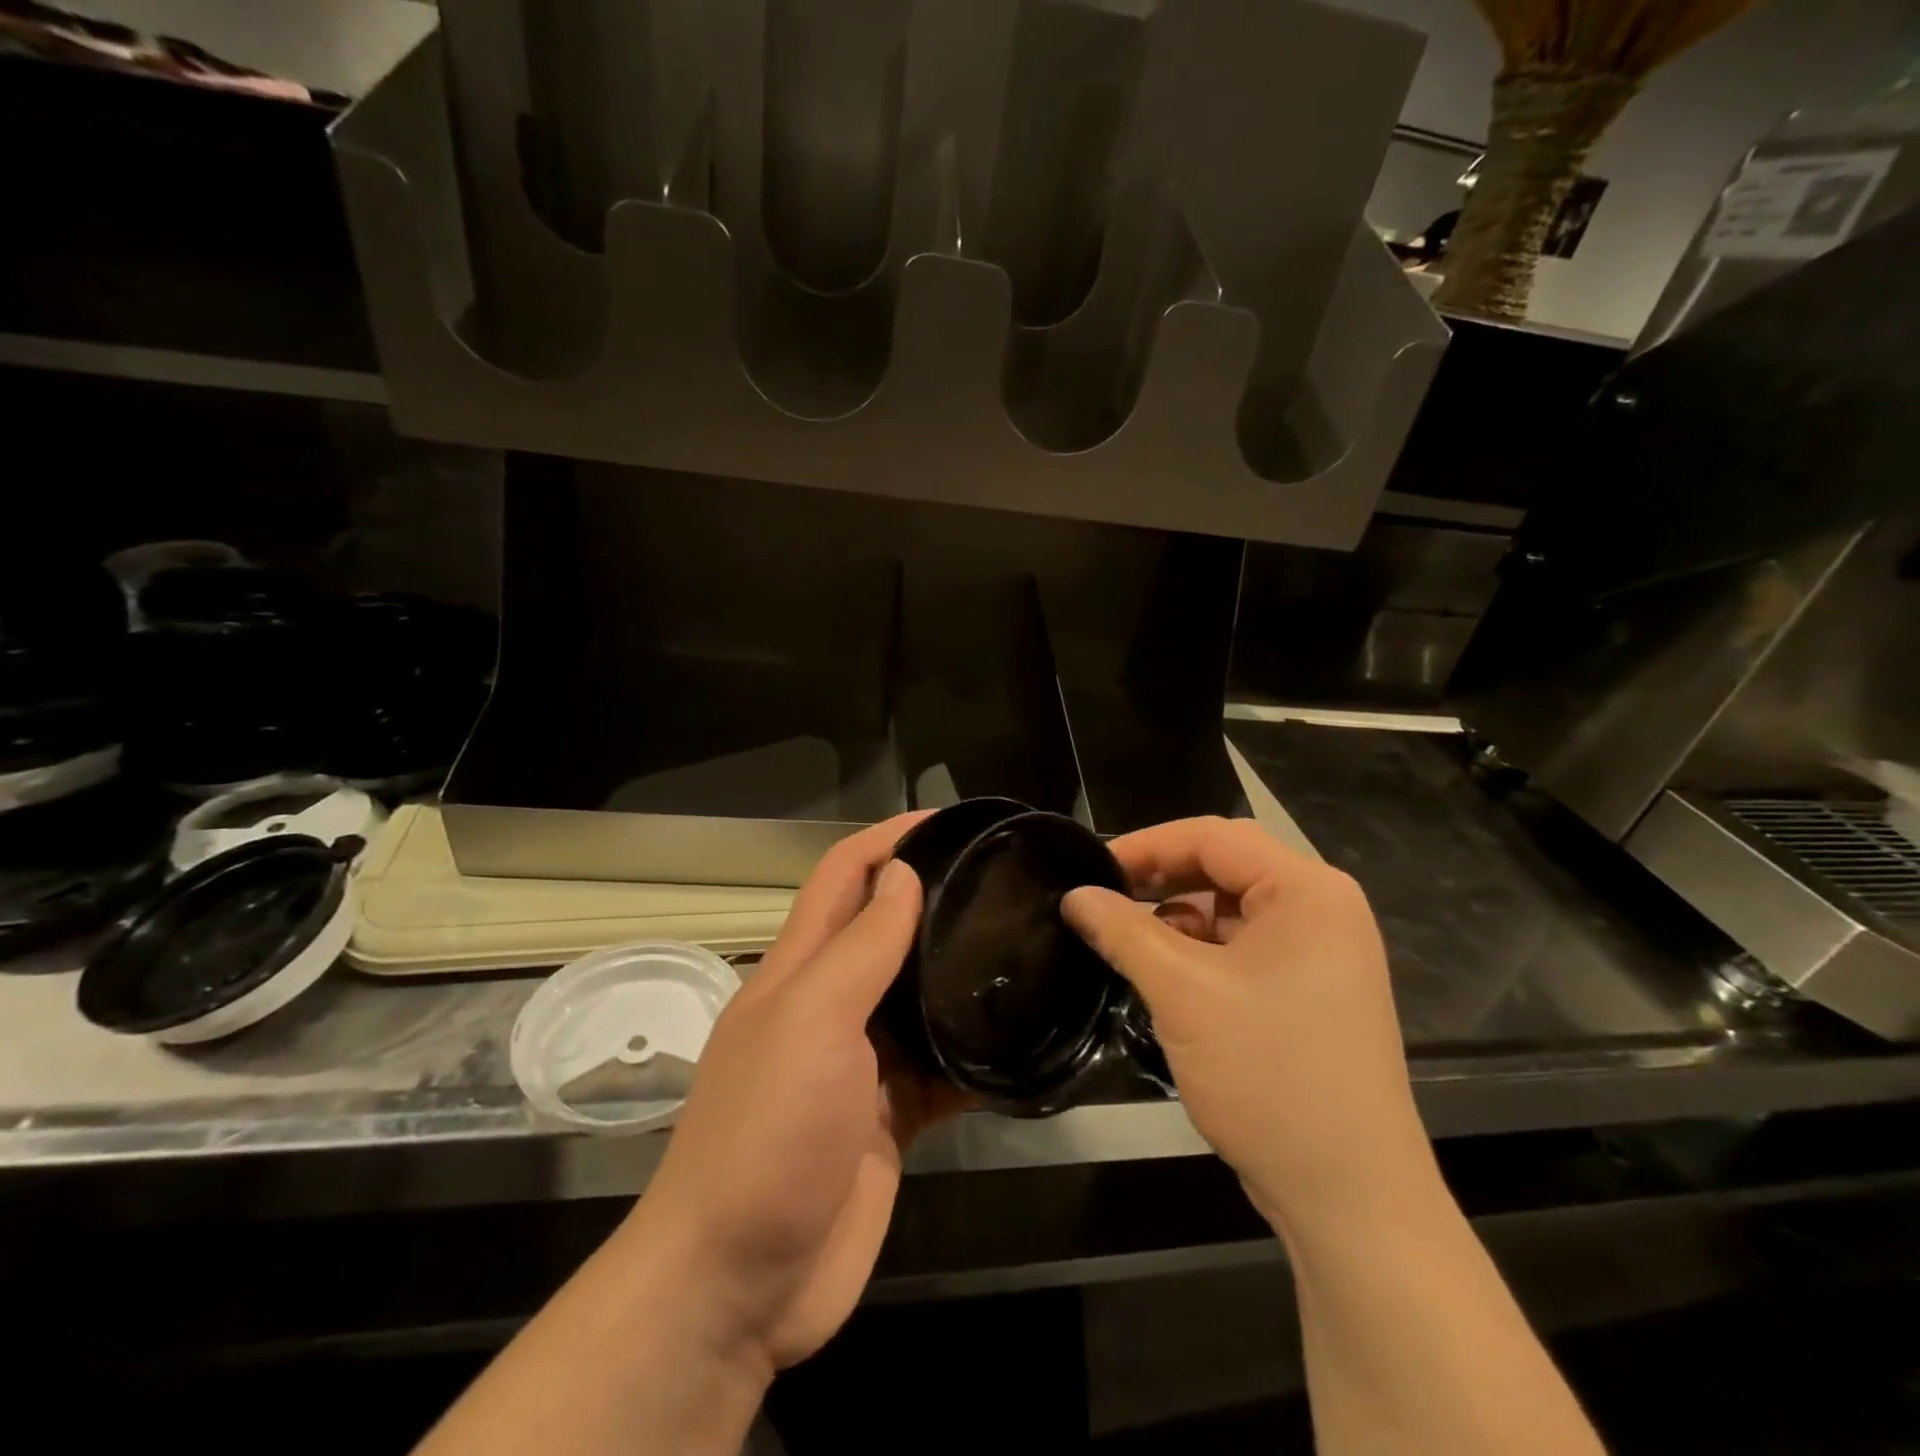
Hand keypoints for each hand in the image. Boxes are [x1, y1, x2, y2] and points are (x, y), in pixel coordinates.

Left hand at [625, 813, 966, 1375]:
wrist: (740, 1283)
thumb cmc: (767, 1132)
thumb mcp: (812, 1022)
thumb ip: (861, 949)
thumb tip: (902, 874)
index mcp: (800, 969)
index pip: (844, 875)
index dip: (888, 837)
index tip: (948, 820)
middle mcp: (831, 1005)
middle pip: (886, 931)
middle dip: (936, 900)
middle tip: (1006, 884)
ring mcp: (862, 1064)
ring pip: (920, 999)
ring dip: (962, 976)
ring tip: (1028, 949)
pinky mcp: (891, 1117)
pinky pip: (942, 1069)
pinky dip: (976, 1055)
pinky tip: (1021, 1042)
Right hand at [1063, 817, 1431, 1233]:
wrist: (1351, 1198)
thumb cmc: (1269, 1075)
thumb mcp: (1182, 993)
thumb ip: (1123, 931)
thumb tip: (1074, 895)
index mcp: (1307, 891)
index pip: (1213, 837)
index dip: (1146, 845)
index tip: (1091, 867)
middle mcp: (1323, 910)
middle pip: (1225, 867)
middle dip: (1160, 879)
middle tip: (1102, 898)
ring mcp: (1322, 954)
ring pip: (1231, 909)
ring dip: (1177, 916)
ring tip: (1125, 938)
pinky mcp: (1311, 991)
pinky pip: (1245, 947)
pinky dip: (1200, 951)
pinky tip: (1163, 973)